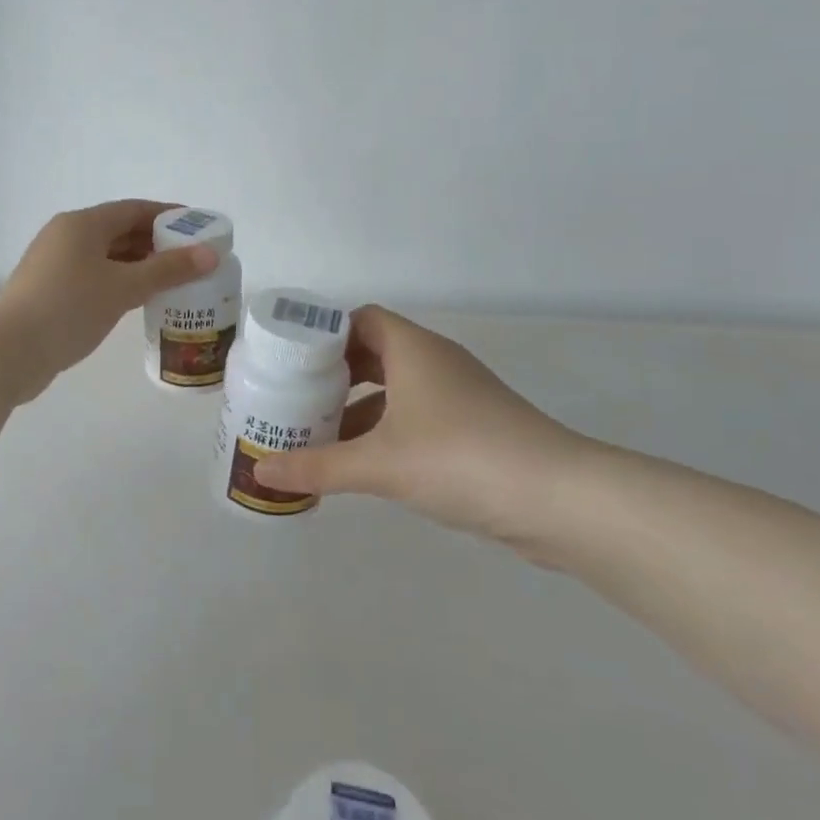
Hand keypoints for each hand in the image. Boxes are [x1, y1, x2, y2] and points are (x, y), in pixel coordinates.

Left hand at [0, 200, 216, 442]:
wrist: (10, 351)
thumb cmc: (70, 308)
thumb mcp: (124, 287)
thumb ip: (168, 270)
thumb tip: (210, 255)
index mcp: (82, 224)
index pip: (134, 209)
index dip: (168, 216)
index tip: (198, 227)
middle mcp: (66, 236)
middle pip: (119, 231)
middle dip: (156, 243)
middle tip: (191, 259)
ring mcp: (54, 264)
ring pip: (106, 256)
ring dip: (138, 265)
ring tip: (172, 281)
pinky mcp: (49, 290)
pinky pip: (94, 276)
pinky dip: (119, 282)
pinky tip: (138, 300)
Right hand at [254, 305, 599, 551]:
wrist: (559, 500)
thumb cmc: (460, 458)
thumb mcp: (380, 464)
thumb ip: (318, 467)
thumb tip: (260, 474)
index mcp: (413, 349)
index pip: (360, 319)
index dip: (324, 334)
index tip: (291, 361)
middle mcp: (436, 362)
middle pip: (374, 353)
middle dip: (335, 375)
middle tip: (295, 398)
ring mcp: (459, 395)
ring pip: (396, 388)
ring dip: (359, 407)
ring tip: (319, 434)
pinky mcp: (474, 428)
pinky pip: (416, 416)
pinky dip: (386, 430)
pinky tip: (364, 463)